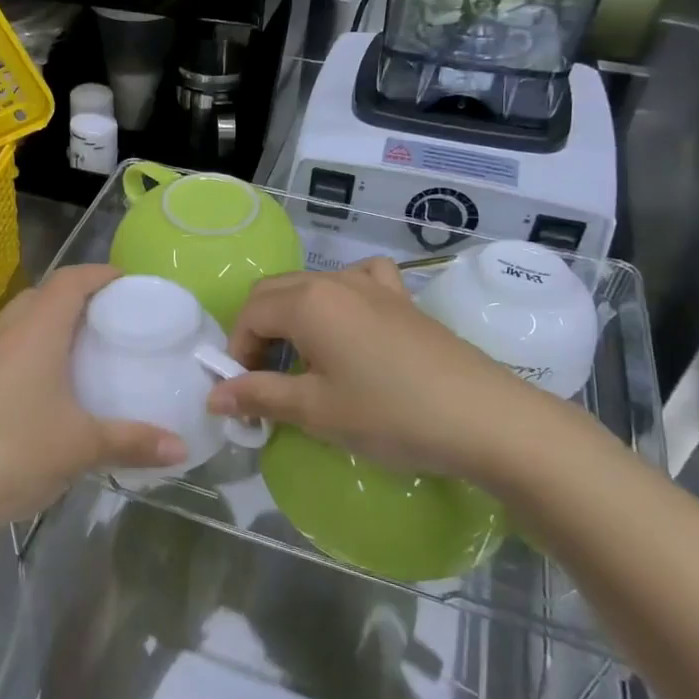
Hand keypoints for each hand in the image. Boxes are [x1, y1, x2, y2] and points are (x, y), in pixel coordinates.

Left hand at [0, 264, 185, 544]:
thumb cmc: (9, 454)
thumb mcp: (80, 449)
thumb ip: (133, 442)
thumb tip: (181, 446)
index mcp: (36, 332)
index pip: (70, 280)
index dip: (101, 273)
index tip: (130, 283)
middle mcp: (4, 335)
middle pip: (43, 296)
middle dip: (79, 298)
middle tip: (112, 321)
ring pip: (20, 324)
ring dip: (52, 327)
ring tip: (83, 354)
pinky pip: (5, 353)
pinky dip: (31, 355)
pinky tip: (44, 394)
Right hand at [204, 258, 582, 489]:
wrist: (484, 418)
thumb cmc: (390, 415)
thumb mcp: (316, 411)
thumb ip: (260, 396)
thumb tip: (214, 396)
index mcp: (307, 302)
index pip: (249, 313)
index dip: (236, 351)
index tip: (242, 392)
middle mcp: (334, 281)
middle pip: (274, 292)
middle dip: (256, 331)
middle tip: (262, 379)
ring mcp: (373, 285)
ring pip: (311, 286)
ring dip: (291, 316)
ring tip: (300, 359)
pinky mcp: (402, 298)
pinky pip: (358, 280)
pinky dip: (338, 296)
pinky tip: (348, 322)